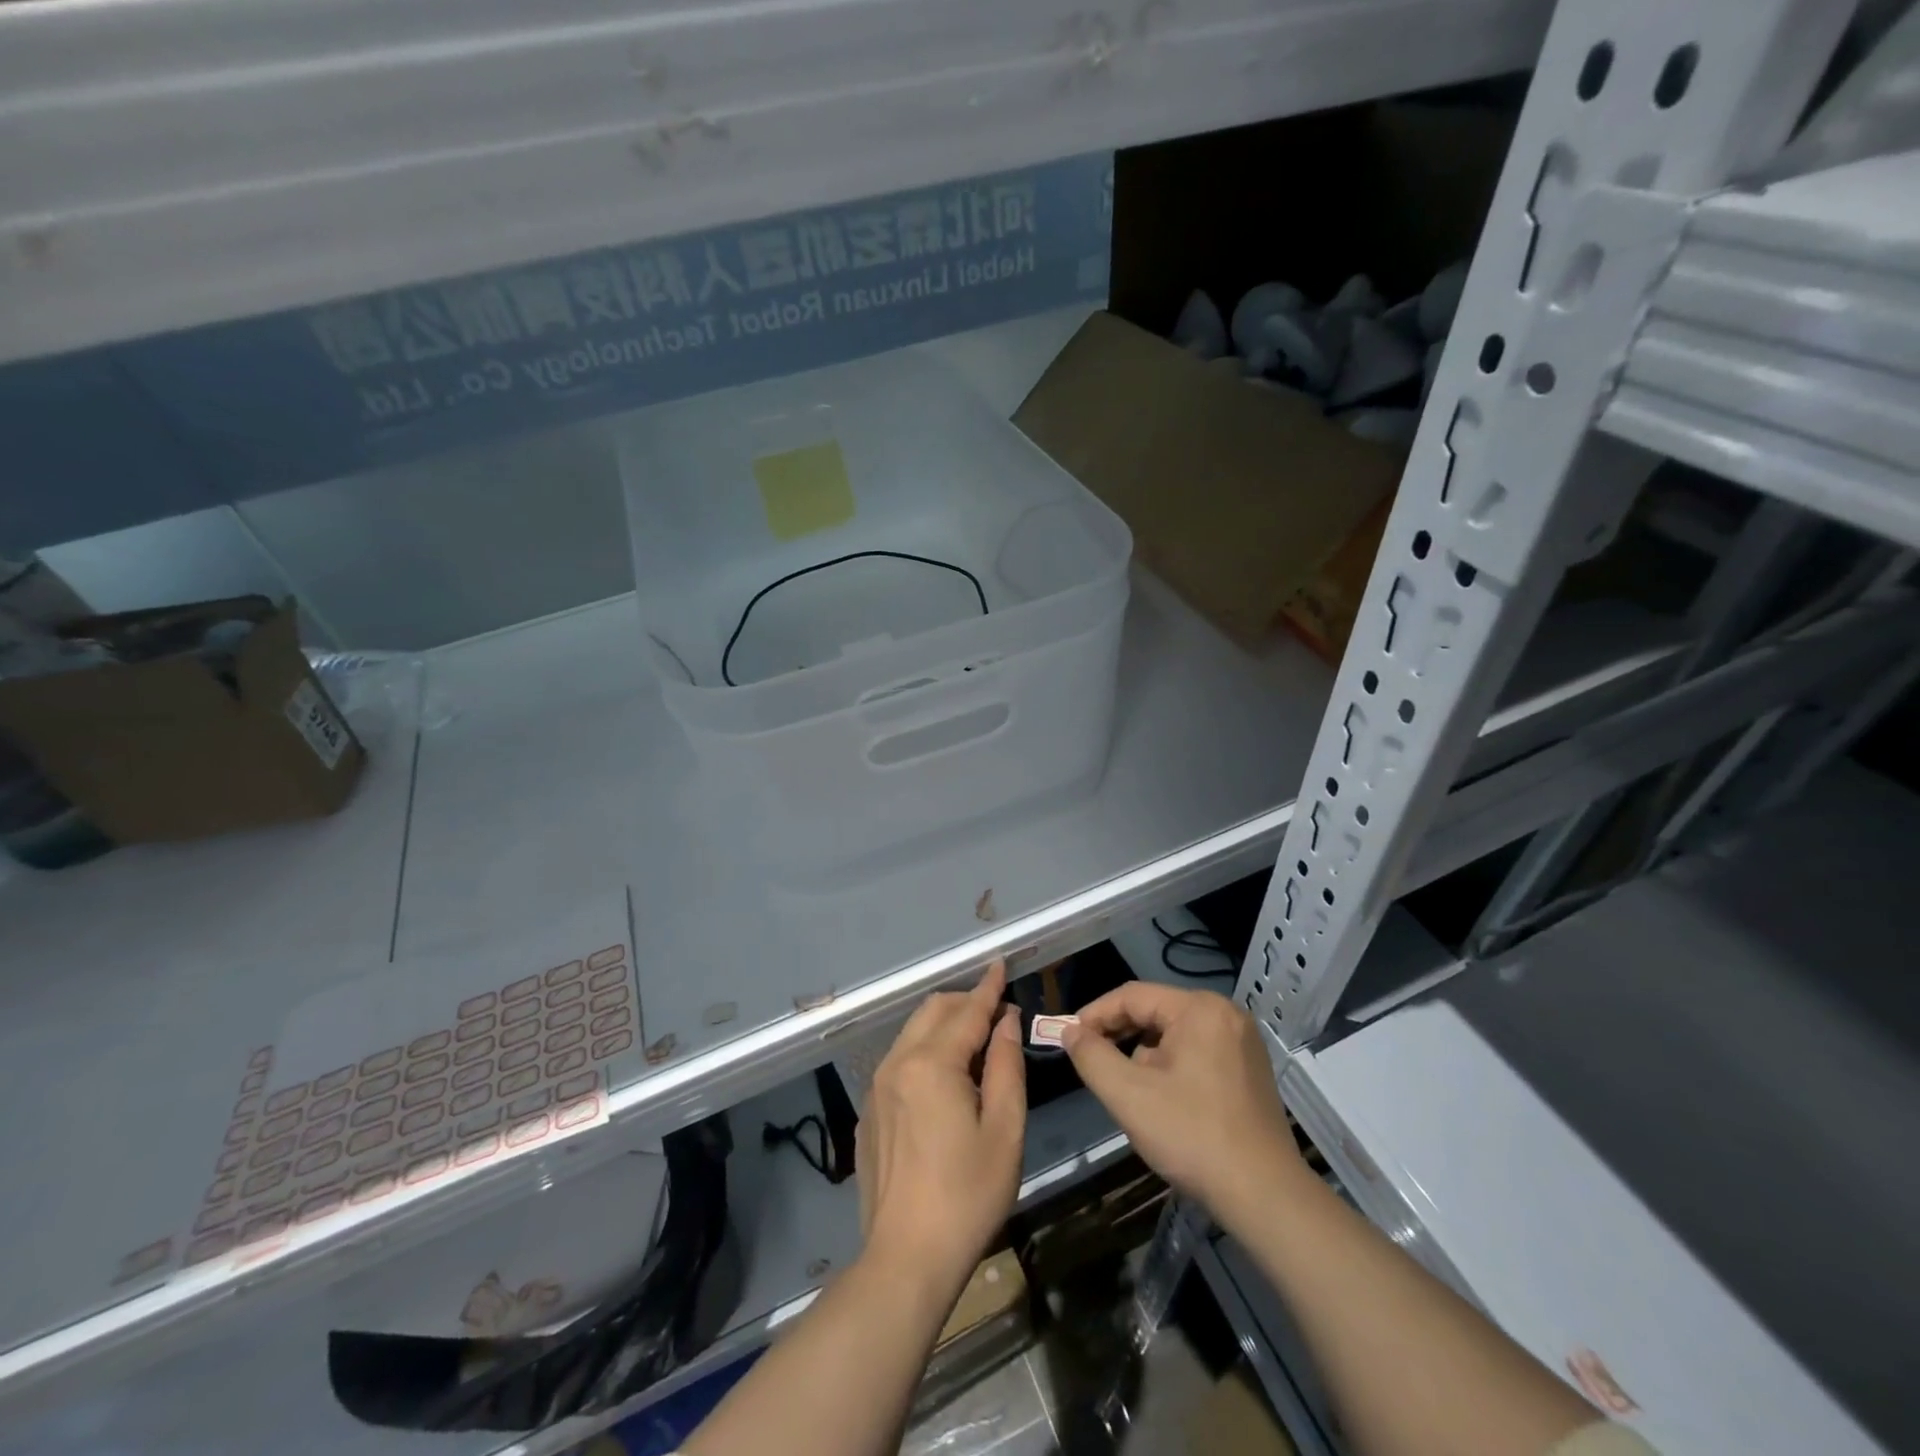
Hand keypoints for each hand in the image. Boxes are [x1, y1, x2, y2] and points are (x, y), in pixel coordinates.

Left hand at [856, 960, 1025, 1292]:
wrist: (905, 1258)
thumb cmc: (967, 1195)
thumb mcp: (1004, 1131)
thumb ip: (1007, 1066)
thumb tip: (1006, 1022)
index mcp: (932, 1064)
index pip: (967, 1011)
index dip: (989, 987)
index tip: (1001, 963)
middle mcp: (897, 1063)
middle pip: (933, 1011)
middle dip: (965, 1003)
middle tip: (997, 1014)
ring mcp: (876, 1087)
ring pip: (912, 1033)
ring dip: (944, 1026)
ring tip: (975, 1046)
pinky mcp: (868, 1111)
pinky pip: (899, 1061)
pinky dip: (925, 1052)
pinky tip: (944, 1083)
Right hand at [1062, 983, 1306, 1229]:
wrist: (1265, 1197)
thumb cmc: (1193, 1137)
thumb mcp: (1128, 1095)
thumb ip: (1092, 1056)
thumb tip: (1070, 1031)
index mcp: (1199, 1009)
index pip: (1132, 996)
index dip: (1095, 1014)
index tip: (1068, 1039)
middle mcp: (1225, 1014)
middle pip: (1155, 1013)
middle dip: (1120, 1037)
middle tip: (1091, 1062)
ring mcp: (1242, 1042)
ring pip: (1174, 1035)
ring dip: (1145, 1056)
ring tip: (1130, 1090)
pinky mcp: (1249, 1069)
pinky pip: (1196, 1052)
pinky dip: (1171, 1068)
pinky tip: (1163, 1101)